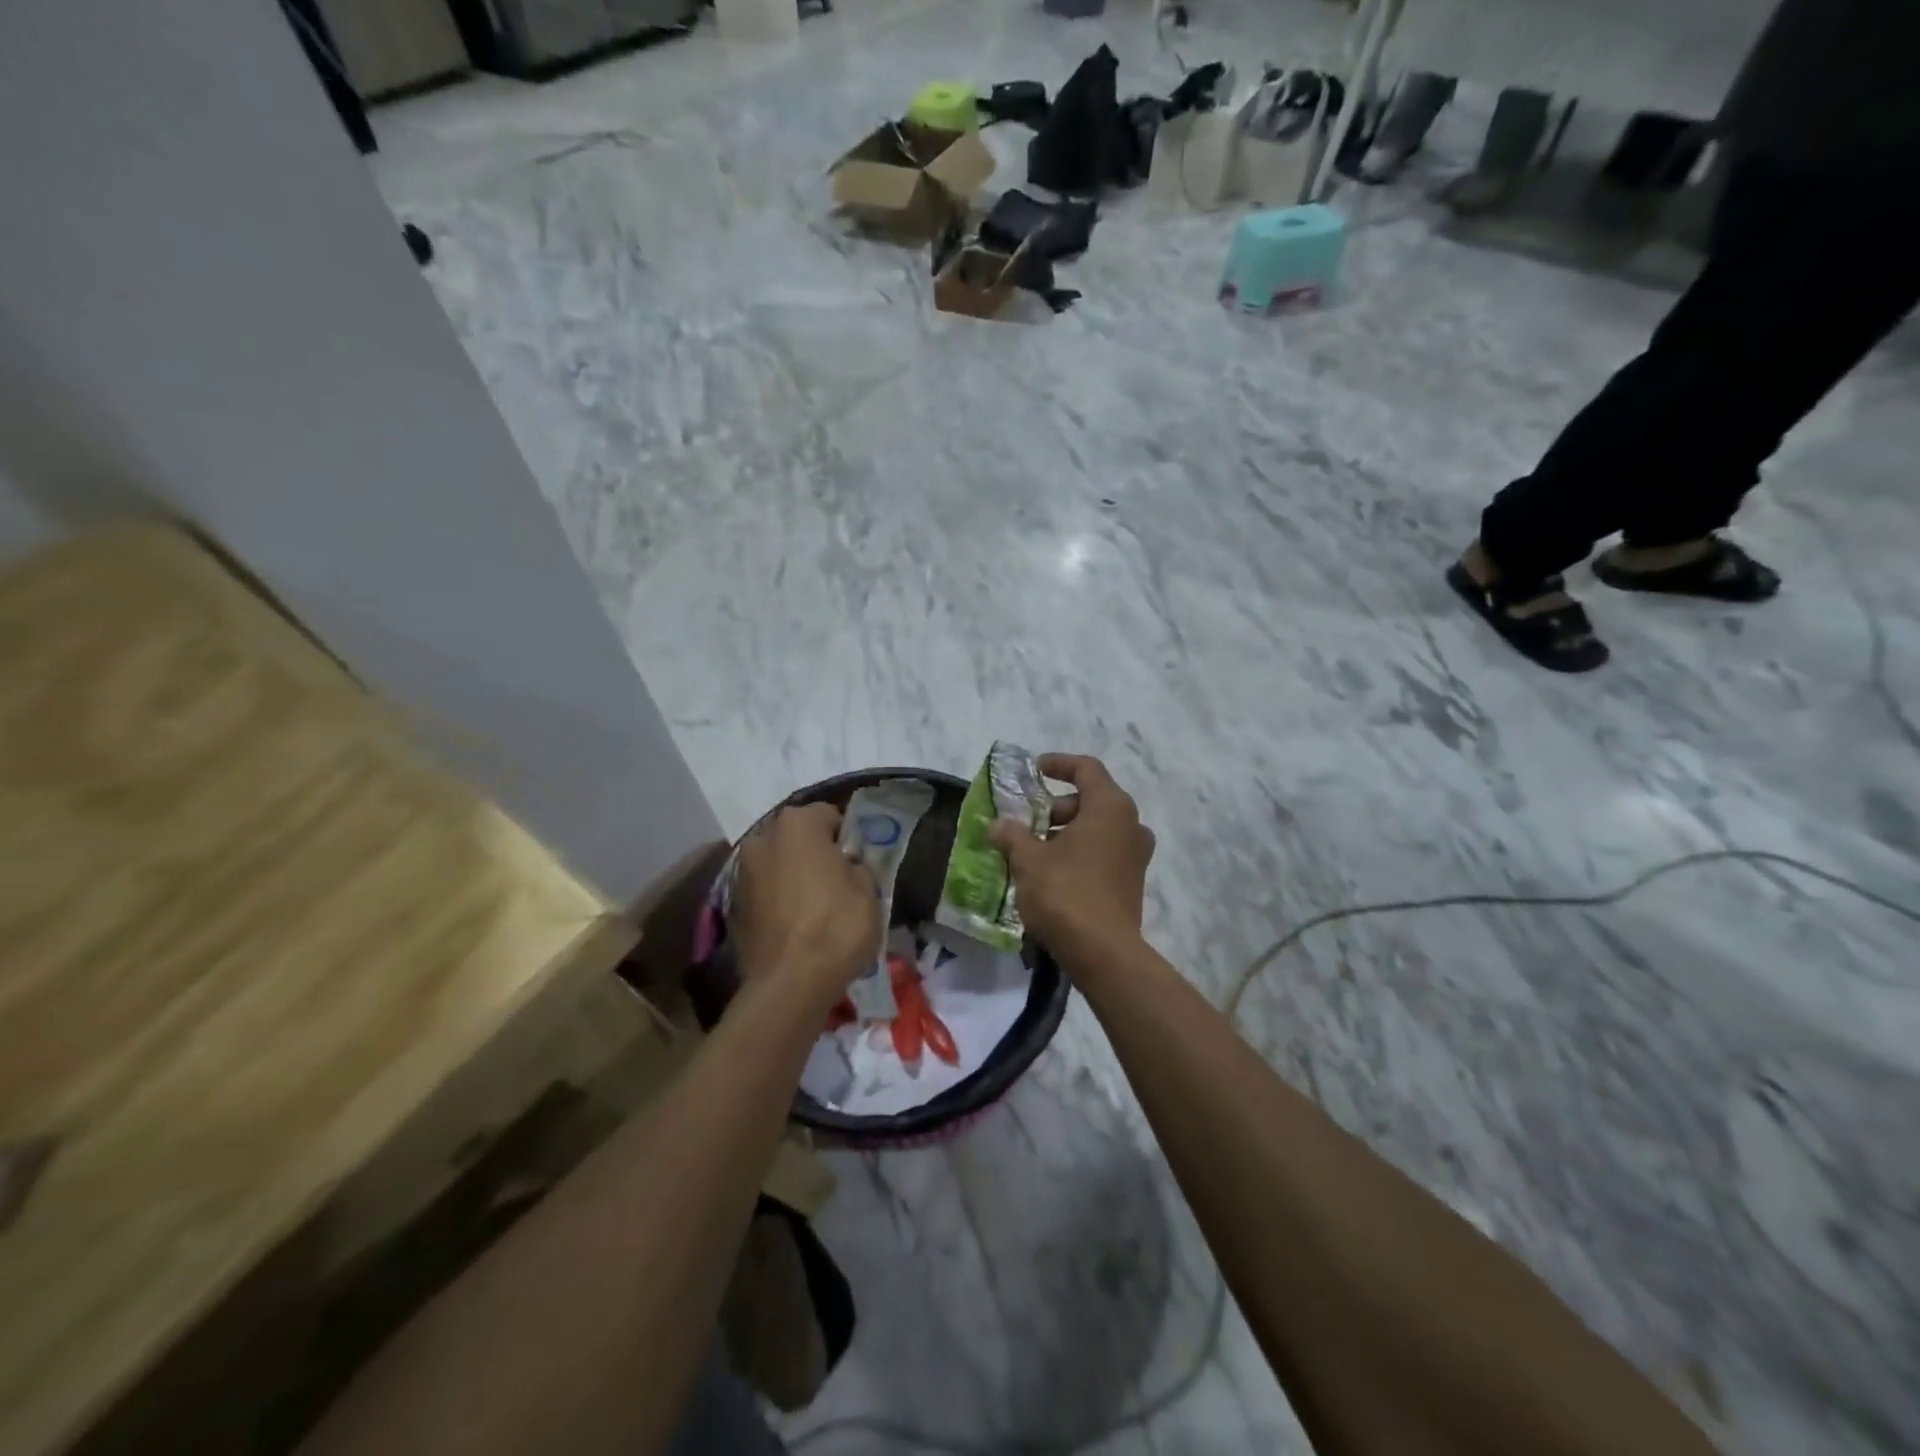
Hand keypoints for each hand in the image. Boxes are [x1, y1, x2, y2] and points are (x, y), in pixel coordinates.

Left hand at [731, 802, 881, 1003]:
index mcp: (798, 824)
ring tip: (814, 905)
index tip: (858, 861)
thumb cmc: (837, 927)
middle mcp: (763, 837)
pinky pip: (763, 891)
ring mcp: (741, 871)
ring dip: (793, 874)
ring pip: (777, 863)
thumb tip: (847, 866)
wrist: (789, 984)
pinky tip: (794, 923)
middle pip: (797, 836)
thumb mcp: (870, 891)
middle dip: (815, 852)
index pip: (830, 815)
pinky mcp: (731, 904)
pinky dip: (777, 899)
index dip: (847, 837)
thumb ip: (858, 866)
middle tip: (837, 880)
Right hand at [989, 754, 1153, 964]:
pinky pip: (1104, 851)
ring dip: (1066, 831)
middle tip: (1027, 821)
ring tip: (1033, 849)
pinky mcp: (1133, 881)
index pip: (1086, 768)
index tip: (1034, 770)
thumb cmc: (1065, 893)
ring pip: (1098, 828)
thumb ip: (1013, 835)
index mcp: (1110, 807)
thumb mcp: (1029, 860)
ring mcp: (1136, 854)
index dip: (1058, 764)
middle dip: (1056, 806)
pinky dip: (1080, 851)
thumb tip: (999, 825)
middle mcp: (1130, 824)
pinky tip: (1052, 872)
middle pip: (1091, 799)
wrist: (1103, 953)